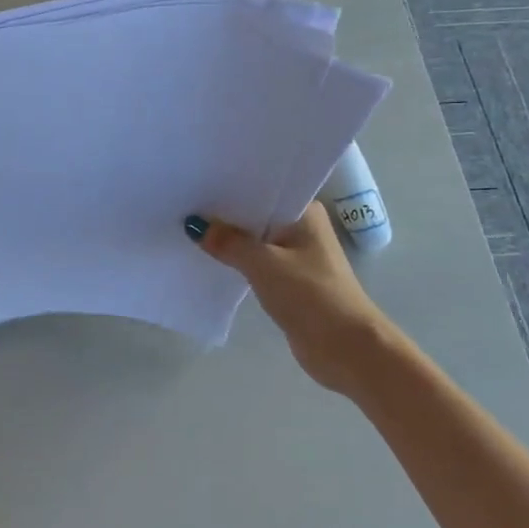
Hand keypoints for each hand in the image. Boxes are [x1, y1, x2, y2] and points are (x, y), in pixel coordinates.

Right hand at [186, 203, 388, 392]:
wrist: (345, 348)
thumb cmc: (311, 295)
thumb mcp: (264, 264)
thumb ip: (228, 242)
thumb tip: (194, 224)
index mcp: (304, 212)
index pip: (262, 188)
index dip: (230, 185)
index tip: (197, 180)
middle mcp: (301, 228)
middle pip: (254, 214)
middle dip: (223, 213)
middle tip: (183, 202)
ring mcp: (295, 255)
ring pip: (253, 239)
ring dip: (228, 239)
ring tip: (187, 228)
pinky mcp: (287, 281)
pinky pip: (254, 262)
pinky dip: (235, 261)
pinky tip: (207, 258)